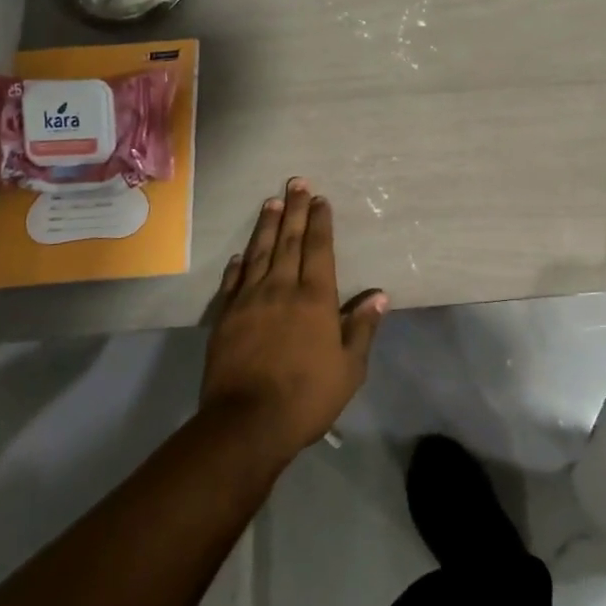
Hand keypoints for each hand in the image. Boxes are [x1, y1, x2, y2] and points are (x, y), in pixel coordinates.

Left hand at [201, 178, 388, 459]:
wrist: (247, 422)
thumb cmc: (307, 396)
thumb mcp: (349, 369)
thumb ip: (362, 328)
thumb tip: (379, 295)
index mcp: (315, 298)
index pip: (319, 249)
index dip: (320, 222)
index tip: (320, 199)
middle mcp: (282, 288)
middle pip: (289, 241)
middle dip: (294, 210)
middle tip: (296, 182)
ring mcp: (250, 300)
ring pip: (260, 253)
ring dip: (267, 226)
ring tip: (270, 202)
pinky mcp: (226, 317)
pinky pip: (233, 282)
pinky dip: (238, 264)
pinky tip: (240, 254)